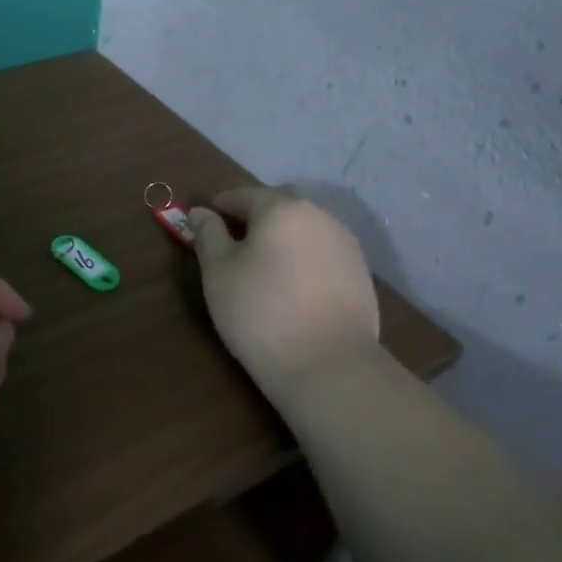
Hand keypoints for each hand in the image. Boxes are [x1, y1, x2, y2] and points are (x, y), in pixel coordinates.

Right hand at [189, 187, 384, 411]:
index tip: (205, 223)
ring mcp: (346, 244)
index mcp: (281, 208)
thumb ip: (208, 234)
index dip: (220, 206)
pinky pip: (322, 253)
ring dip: (282, 238)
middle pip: (278, 207)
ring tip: (263, 268)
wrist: (328, 366)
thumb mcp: (218, 272)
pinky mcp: (361, 274)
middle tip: (232, 245)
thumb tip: (201, 212)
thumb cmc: (260, 312)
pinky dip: (303, 259)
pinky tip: (293, 287)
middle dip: (254, 219)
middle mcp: (319, 216)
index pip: (243, 195)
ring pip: (304, 229)